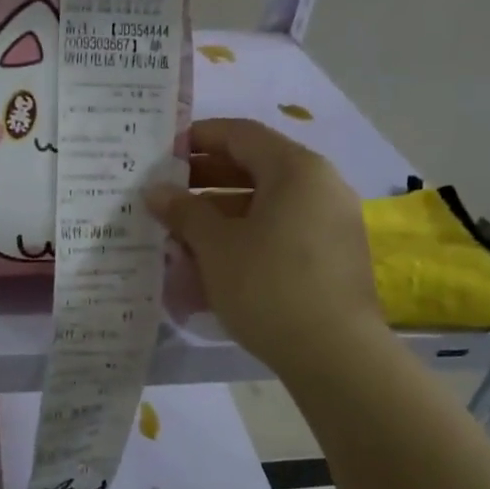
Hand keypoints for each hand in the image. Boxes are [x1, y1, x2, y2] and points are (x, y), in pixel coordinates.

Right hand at [146, 118, 383, 371]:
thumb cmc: (267, 285)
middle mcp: (320, 185)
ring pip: (266, 203)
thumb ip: (184, 211)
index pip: (240, 134)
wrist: (333, 353)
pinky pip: (281, 230)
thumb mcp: (216, 246)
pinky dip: (246, 236)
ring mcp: (331, 221)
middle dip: (205, 179)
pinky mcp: (331, 255)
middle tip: (165, 194)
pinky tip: (213, 261)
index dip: (198, 138)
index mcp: (296, 169)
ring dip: (221, 212)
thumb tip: (156, 191)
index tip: (163, 153)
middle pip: (255, 167)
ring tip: (180, 232)